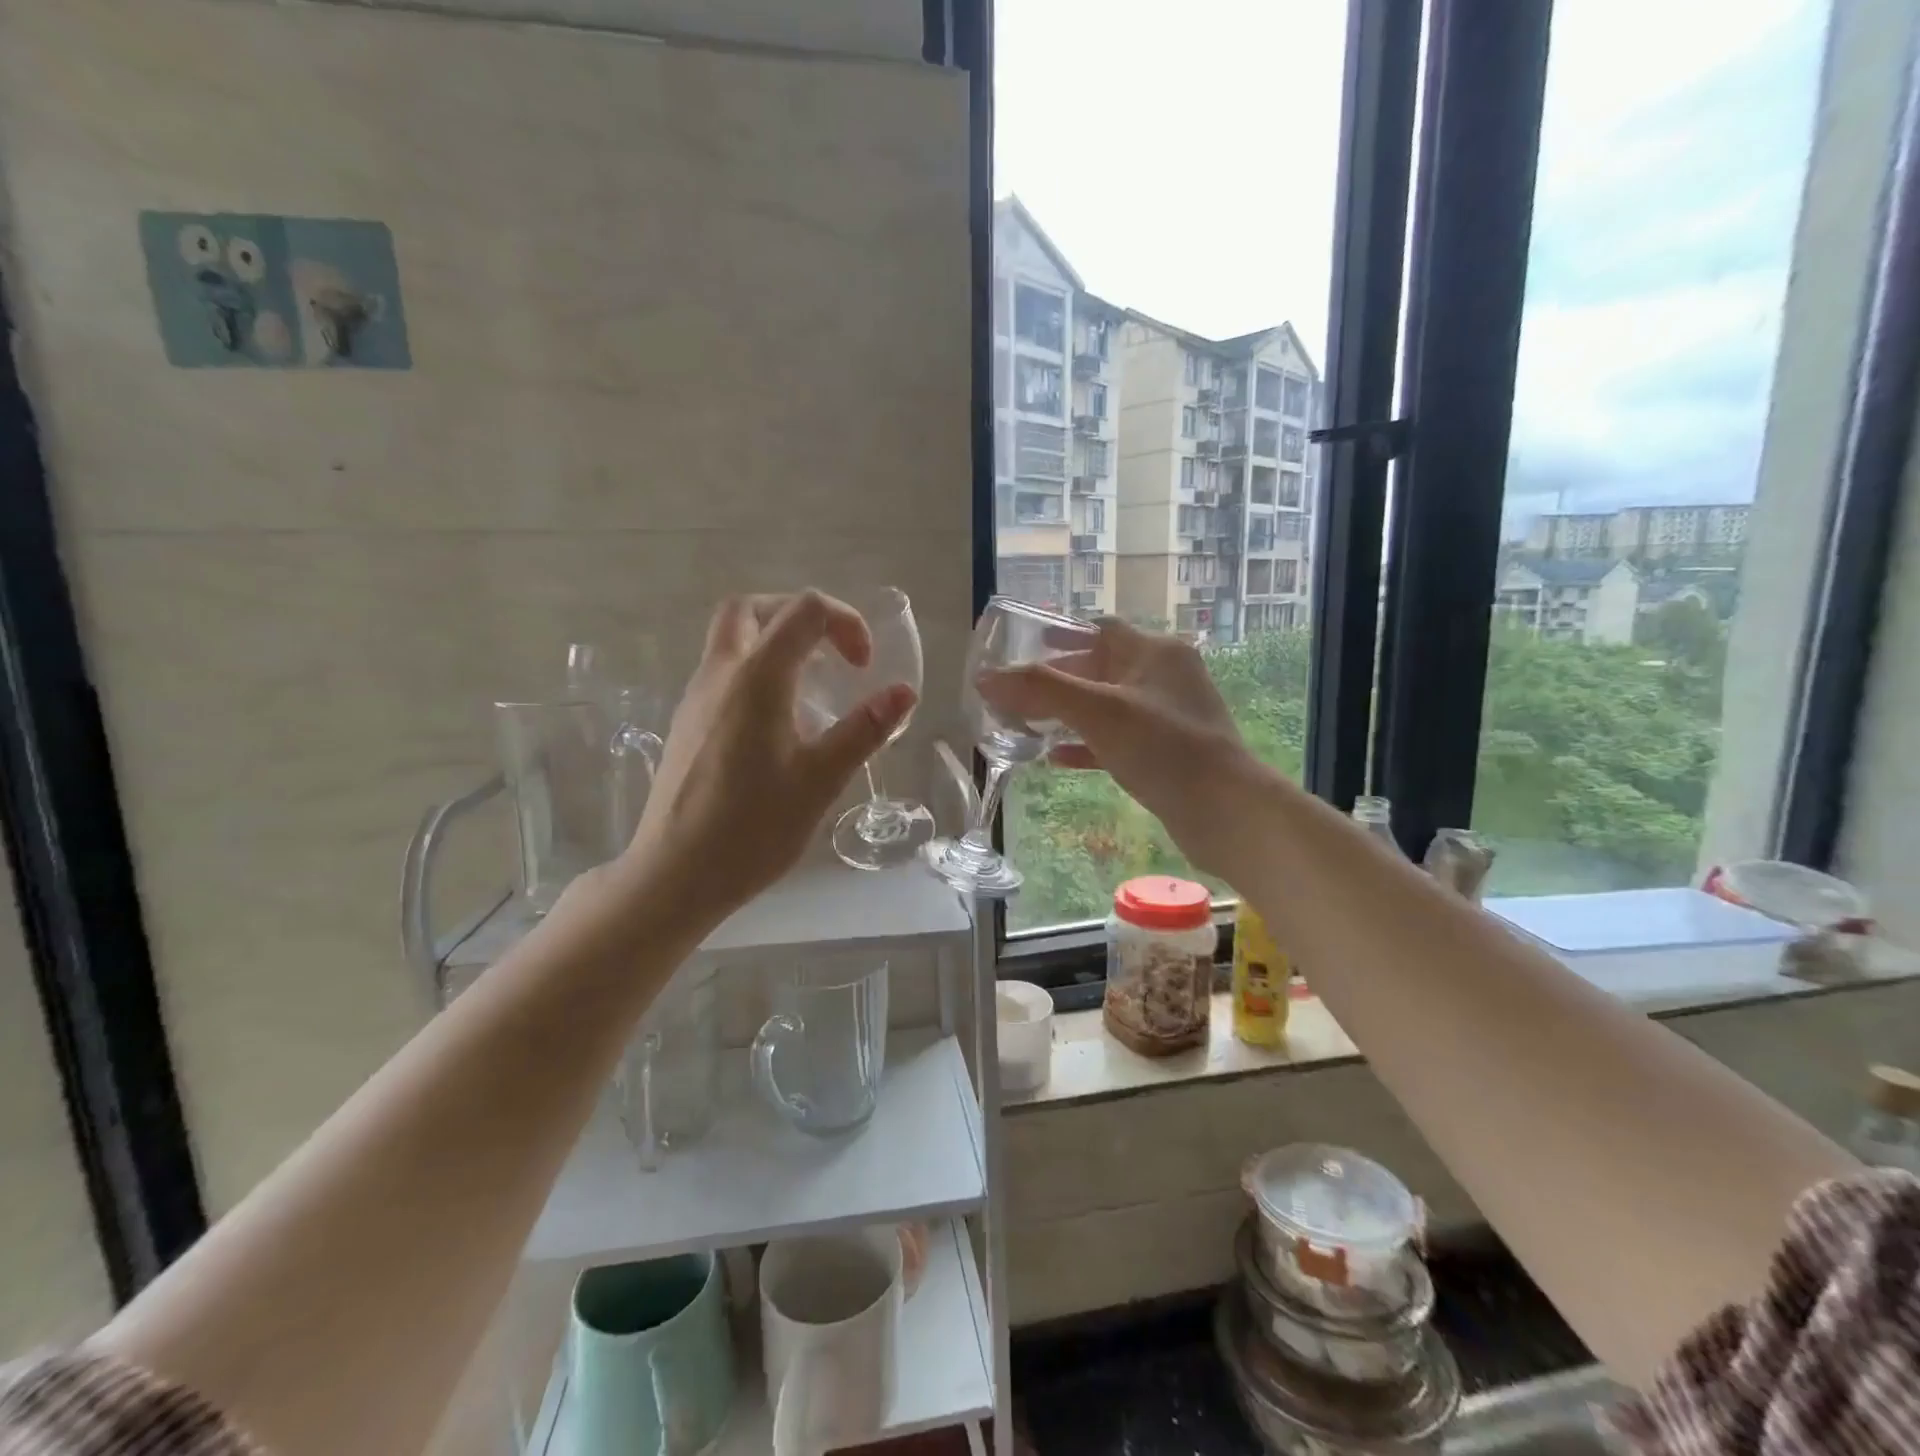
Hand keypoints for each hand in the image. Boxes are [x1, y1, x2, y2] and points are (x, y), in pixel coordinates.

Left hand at [621, 591, 916, 922]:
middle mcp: (720, 674)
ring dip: (774, 641)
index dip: (845, 623)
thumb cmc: (753, 828)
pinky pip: (722, 672)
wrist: (675, 875)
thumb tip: (904, 692)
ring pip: (731, 638)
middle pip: (751, 608)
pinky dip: (756, 670)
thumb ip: (865, 729)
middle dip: (798, 615)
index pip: (804, 611)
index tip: (864, 668)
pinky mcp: (687, 724)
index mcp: (757, 678)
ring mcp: (696, 697)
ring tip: (813, 688)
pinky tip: (778, 722)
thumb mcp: (821, 779)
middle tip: (831, 653)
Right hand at [978, 619, 1255, 874]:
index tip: (1023, 646)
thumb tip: (986, 679)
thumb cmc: (1165, 748)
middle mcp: (1164, 677)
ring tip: (1025, 723)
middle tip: (1015, 693)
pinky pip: (1116, 740)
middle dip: (1056, 680)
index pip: (1100, 629)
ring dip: (1067, 714)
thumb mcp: (1099, 712)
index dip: (1060, 634)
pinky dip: (1086, 745)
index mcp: (1155, 652)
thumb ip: (1041, 691)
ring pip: (1105, 706)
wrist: (1226, 812)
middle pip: (1099, 668)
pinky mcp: (1165, 753)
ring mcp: (1166, 717)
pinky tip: (1056, 759)